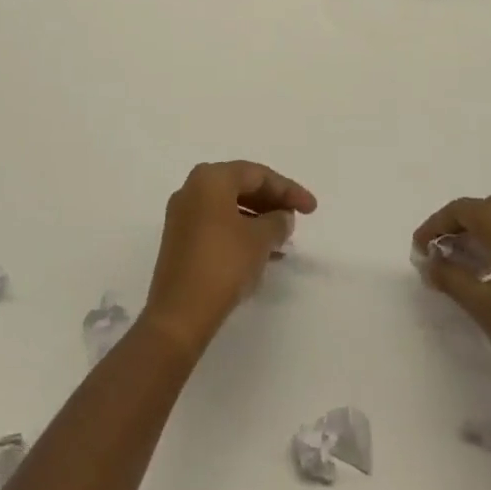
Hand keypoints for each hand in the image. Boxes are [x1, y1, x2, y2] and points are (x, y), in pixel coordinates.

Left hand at [141, 161, 317, 356]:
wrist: (178, 315)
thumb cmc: (223, 264)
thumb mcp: (260, 240)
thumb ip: (277, 222)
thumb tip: (282, 217)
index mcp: (210, 178)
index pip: (257, 174)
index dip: (288, 189)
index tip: (312, 208)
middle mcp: (192, 189)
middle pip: (240, 187)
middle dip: (271, 202)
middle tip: (297, 218)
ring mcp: (183, 216)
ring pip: (229, 208)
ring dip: (257, 220)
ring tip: (283, 239)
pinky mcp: (180, 242)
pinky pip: (217, 226)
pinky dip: (240, 233)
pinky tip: (262, 254)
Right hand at [414, 195, 490, 407]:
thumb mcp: (484, 309)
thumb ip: (451, 278)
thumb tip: (428, 263)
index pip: (464, 210)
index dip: (436, 225)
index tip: (418, 248)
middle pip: (487, 211)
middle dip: (458, 228)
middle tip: (436, 256)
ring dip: (482, 236)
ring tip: (459, 267)